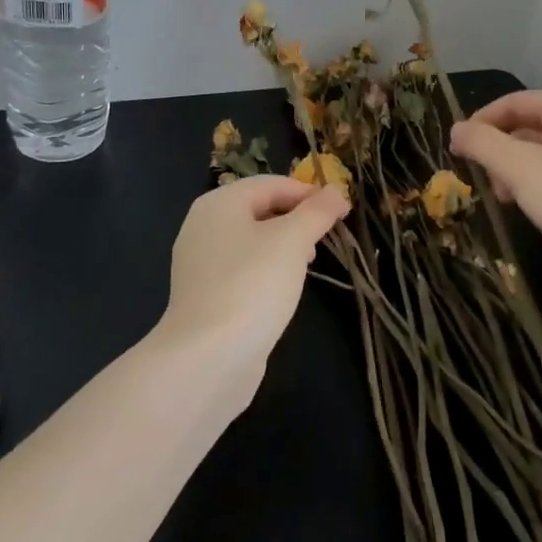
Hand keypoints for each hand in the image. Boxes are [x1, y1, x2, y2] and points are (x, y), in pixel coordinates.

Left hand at [161, 175, 350, 381]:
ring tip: (309, 264)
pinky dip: (266, 270)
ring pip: (252, 240)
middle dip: (296, 219)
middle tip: (325, 239)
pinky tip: (283, 290)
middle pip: (260, 209)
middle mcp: (204, 226)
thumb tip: (337, 191)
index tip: (341, 212)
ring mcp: (200, 262)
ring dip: (284, 245)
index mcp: (220, 203)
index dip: (309, 193)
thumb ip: (317, 212)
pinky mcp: (204, 295)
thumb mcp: (293, 241)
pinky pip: (242, 268)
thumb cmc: (252, 285)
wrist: (207, 358)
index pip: (272, 184)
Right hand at [449, 90, 541, 306]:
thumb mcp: (519, 169)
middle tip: (484, 183)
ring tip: (507, 200)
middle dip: (499, 151)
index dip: (479, 123)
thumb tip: (457, 129)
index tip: (456, 152)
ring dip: (517, 171)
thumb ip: (482, 144)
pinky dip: (541, 184)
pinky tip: (535, 209)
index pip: (512, 101)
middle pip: (528, 125)